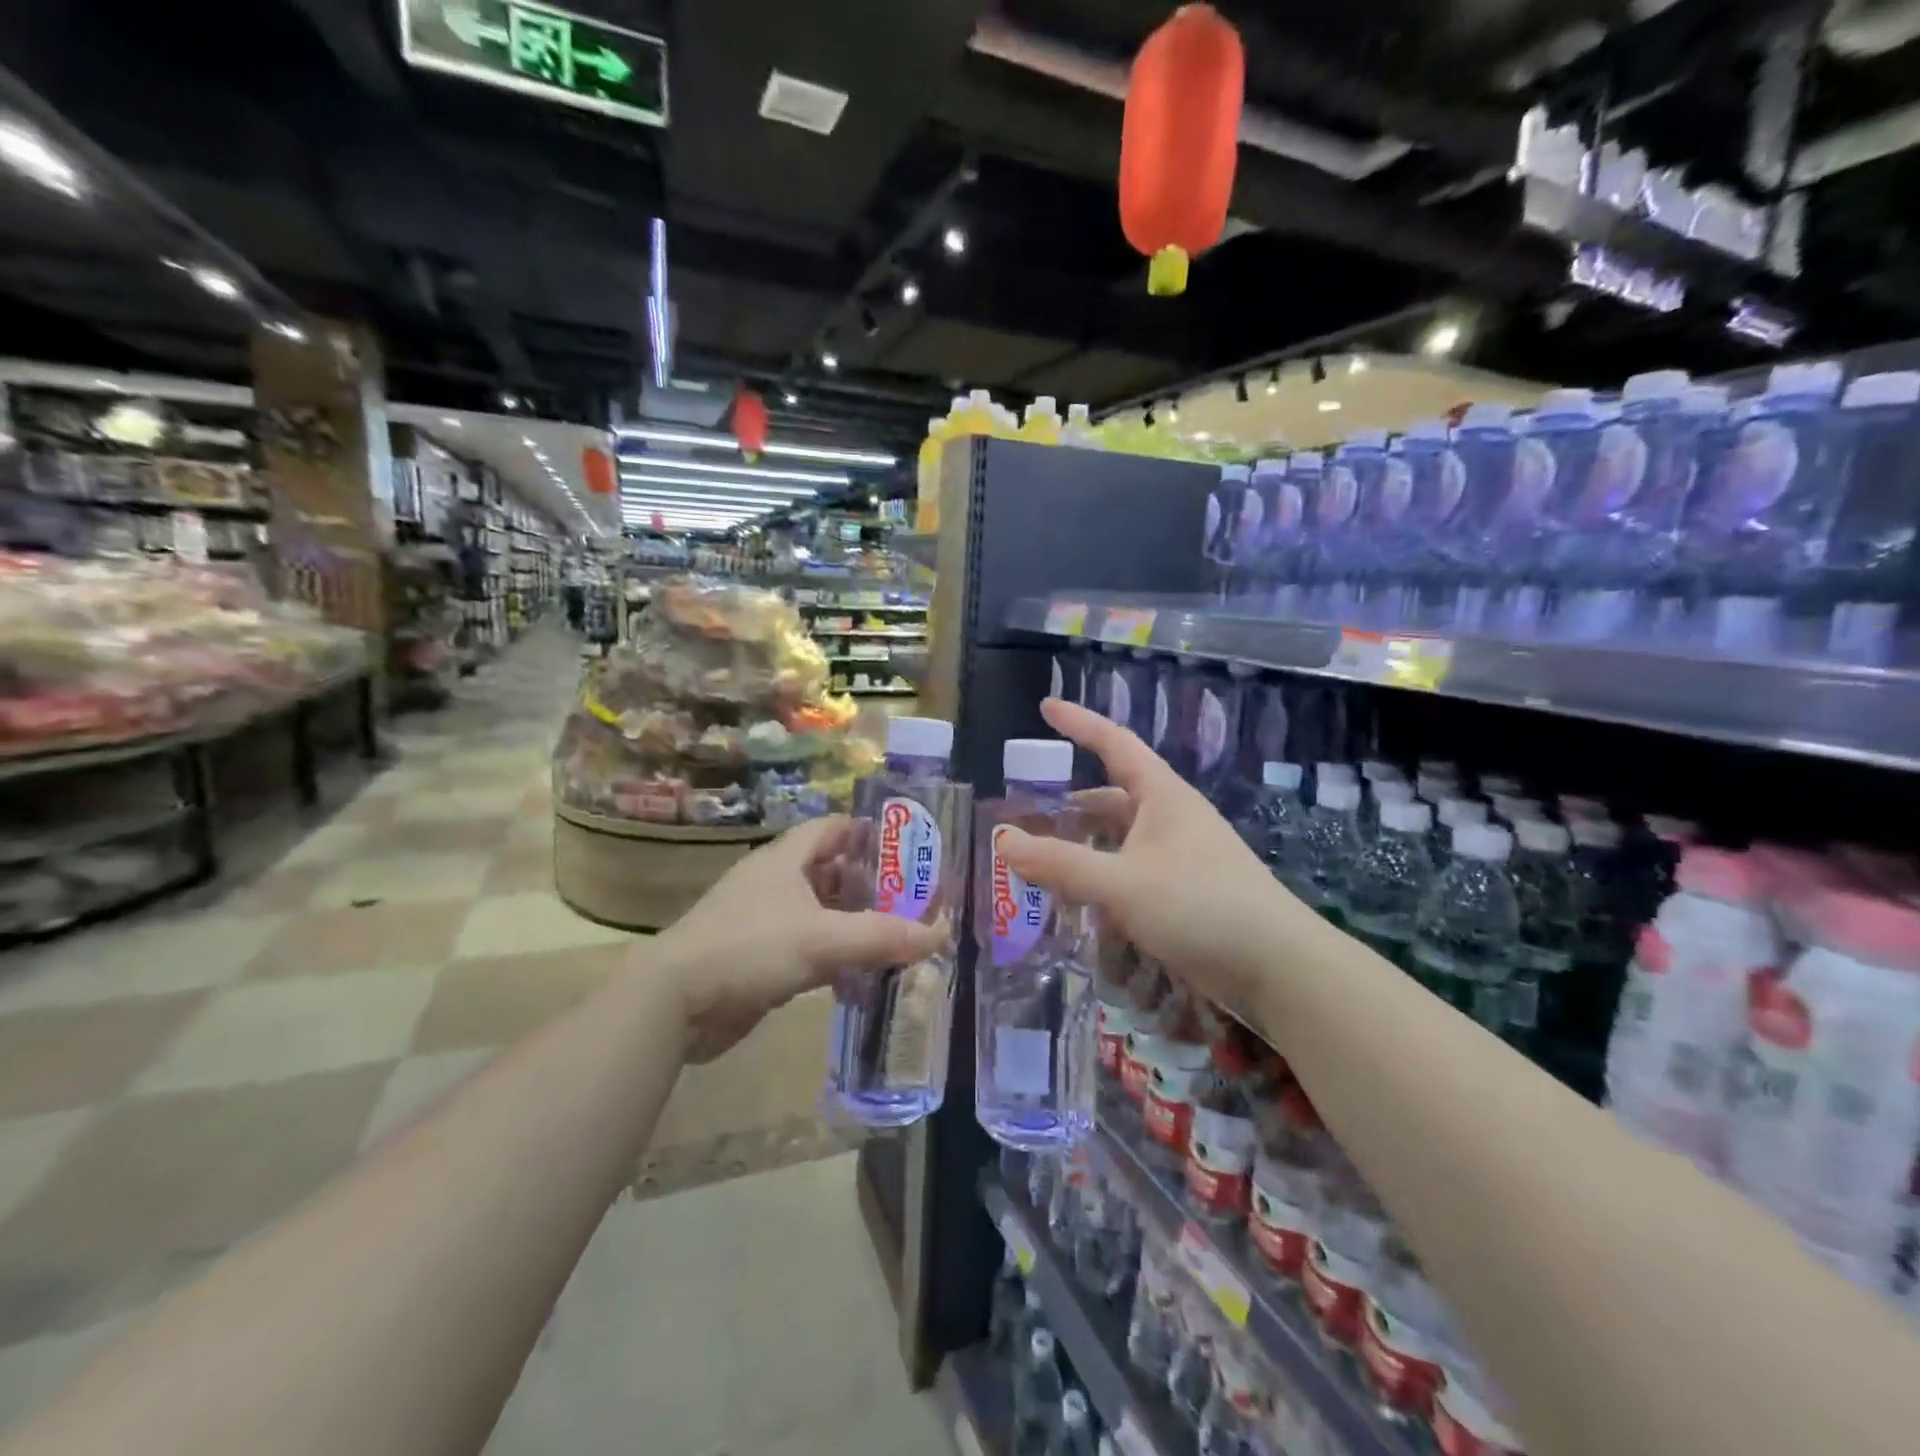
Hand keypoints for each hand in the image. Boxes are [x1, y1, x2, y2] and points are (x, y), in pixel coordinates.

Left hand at [657, 815, 945, 1061]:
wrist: (673, 1002)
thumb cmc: (749, 948)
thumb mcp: (822, 939)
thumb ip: (883, 936)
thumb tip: (941, 933)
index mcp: (786, 859)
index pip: (834, 828)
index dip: (870, 833)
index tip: (909, 850)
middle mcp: (776, 883)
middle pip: (833, 872)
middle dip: (872, 887)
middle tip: (914, 902)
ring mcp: (765, 922)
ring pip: (822, 914)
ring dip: (855, 926)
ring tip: (897, 940)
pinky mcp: (759, 959)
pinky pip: (808, 949)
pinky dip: (835, 959)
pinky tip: (859, 980)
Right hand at [994, 699, 1300, 1014]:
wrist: (1277, 966)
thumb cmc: (1200, 906)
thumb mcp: (1122, 884)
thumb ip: (1061, 864)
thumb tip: (1003, 841)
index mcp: (1161, 796)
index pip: (1114, 743)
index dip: (1079, 722)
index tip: (1045, 706)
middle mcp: (1169, 818)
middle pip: (1108, 800)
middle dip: (1067, 809)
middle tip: (1024, 821)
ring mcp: (1178, 856)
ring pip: (1117, 842)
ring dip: (1082, 852)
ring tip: (1042, 869)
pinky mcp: (1183, 891)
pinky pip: (1130, 874)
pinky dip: (1102, 882)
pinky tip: (1081, 907)